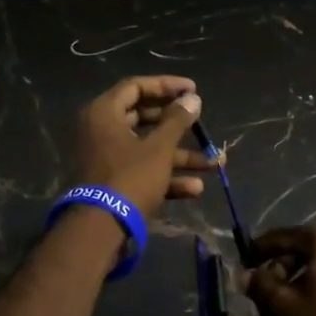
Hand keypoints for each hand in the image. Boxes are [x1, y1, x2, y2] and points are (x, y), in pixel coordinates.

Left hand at [72, 76, 214, 218]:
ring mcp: (106, 158)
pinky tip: (195, 189)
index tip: (193, 90)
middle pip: (143, 118)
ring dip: (180, 156)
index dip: (166, 85)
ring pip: (147, 148)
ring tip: (214, 163)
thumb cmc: (130, 178)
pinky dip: (166, 176)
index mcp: (104, 113)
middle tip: (200, 122)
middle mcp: (101, 131)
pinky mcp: (113, 182)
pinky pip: (142, 170)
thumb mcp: (159, 148)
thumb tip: (193, 98)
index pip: (136, 86)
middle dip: (178, 125)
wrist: (102, 230)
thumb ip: (177, 120)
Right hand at [244, 225, 315, 315]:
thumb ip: (261, 286)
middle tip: (263, 297)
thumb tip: (244, 274)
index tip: (241, 269)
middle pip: (301, 250)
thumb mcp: (286, 308)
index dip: (256, 252)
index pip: (280, 236)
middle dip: (279, 271)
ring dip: (299, 283)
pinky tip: (313, 315)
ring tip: (286, 311)